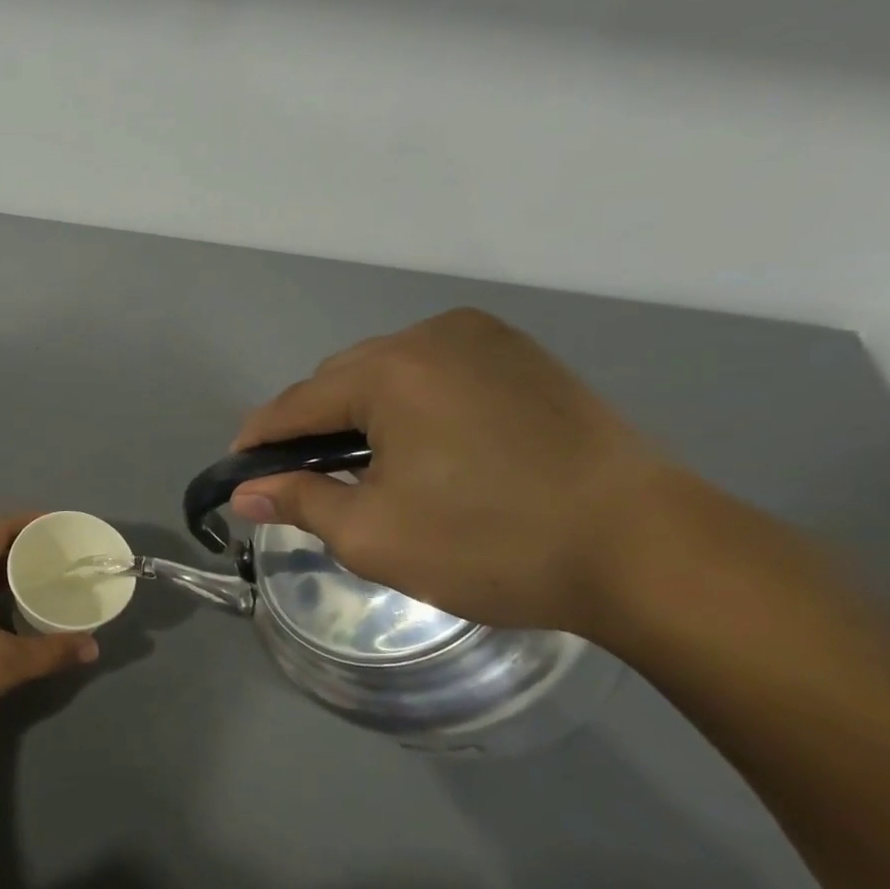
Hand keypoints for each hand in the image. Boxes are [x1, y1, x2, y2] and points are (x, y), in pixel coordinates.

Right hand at [231, 308, 673, 634]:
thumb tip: (244, 492)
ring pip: (386, 373)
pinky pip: (434, 372)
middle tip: (308, 482)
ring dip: (361, 415)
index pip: (294, 403)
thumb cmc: (493, 543)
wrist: (651, 553)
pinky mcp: (522, 355)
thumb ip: (297, 501)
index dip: (258, 440)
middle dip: (312, 428)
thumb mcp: (374, 535)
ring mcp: (483, 339)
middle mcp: (430, 335)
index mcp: (389, 370)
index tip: (238, 474)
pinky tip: (422, 446)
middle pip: (338, 381)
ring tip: (367, 468)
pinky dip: (409, 404)